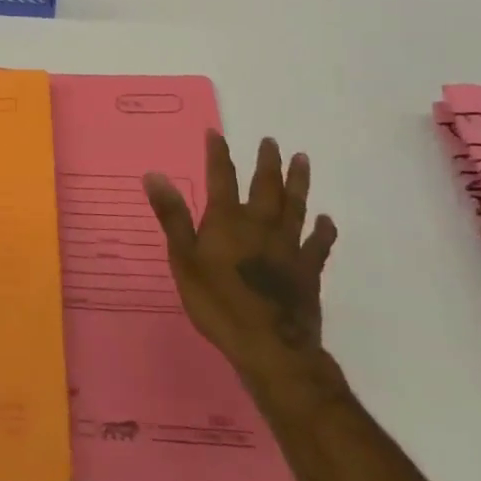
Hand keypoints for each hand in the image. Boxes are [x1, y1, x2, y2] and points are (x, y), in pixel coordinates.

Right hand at [144, 132, 337, 385]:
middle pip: (265, 186)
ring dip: (298, 182)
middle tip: (271, 141)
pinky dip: (323, 230)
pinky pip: (318, 244)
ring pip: (295, 206)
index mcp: (227, 220)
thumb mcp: (183, 259)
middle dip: (267, 162)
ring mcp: (288, 247)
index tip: (216, 133)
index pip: (221, 178)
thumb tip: (154, 174)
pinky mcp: (308, 271)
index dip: (218, 154)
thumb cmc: (218, 303)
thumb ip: (172, 216)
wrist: (270, 347)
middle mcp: (260, 225)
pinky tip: (326, 220)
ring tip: (302, 160)